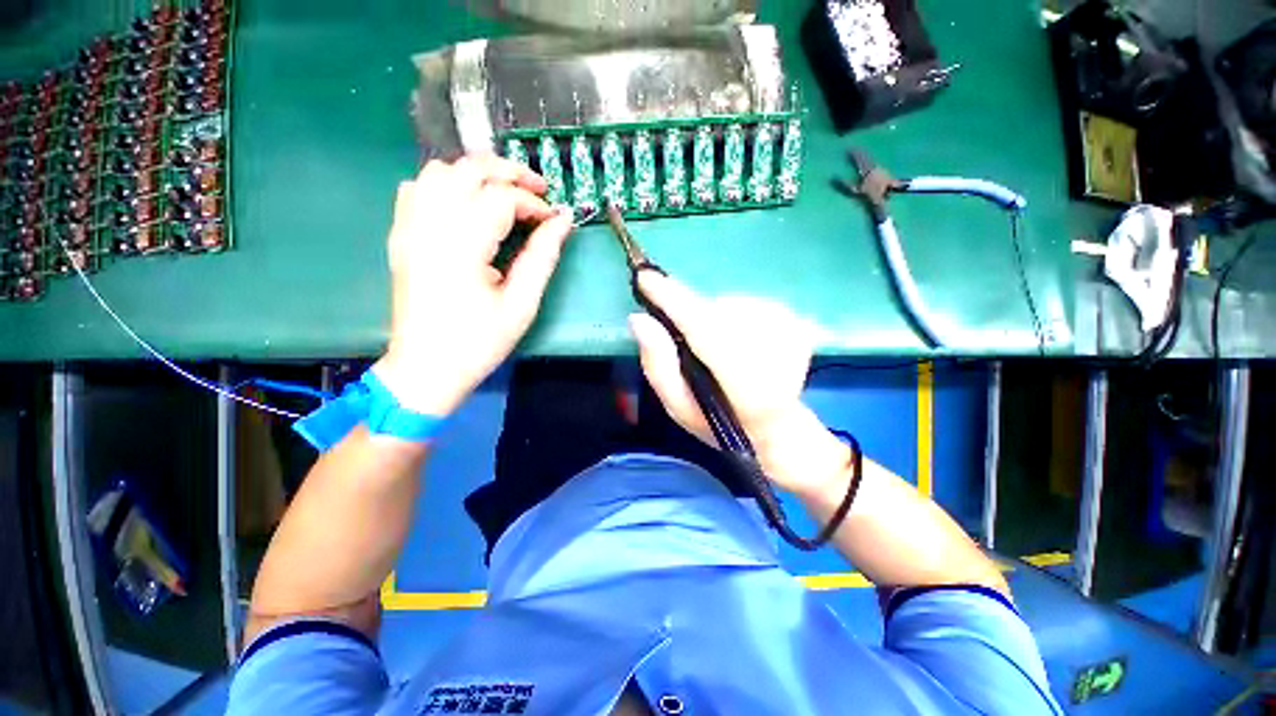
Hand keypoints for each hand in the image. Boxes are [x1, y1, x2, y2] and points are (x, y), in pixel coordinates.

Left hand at [374, 155, 574, 415]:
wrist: (426, 368)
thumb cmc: (478, 342)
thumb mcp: (521, 304)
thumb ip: (543, 257)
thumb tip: (563, 221)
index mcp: (461, 245)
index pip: (501, 198)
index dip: (534, 204)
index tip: (555, 219)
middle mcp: (429, 225)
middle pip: (468, 170)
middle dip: (509, 172)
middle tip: (538, 190)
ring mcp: (408, 227)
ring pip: (439, 171)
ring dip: (477, 174)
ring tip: (505, 194)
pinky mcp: (401, 236)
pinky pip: (418, 189)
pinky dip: (446, 185)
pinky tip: (466, 205)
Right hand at [630, 271, 847, 493]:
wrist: (775, 427)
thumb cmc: (719, 423)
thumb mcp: (678, 407)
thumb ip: (658, 365)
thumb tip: (639, 319)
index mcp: (743, 386)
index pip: (702, 329)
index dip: (672, 301)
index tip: (645, 278)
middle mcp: (773, 355)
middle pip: (714, 311)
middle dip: (688, 311)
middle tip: (680, 331)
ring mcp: (790, 334)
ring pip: (729, 304)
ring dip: (710, 317)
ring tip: (714, 348)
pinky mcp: (796, 323)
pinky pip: (746, 303)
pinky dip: (730, 314)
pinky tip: (735, 340)